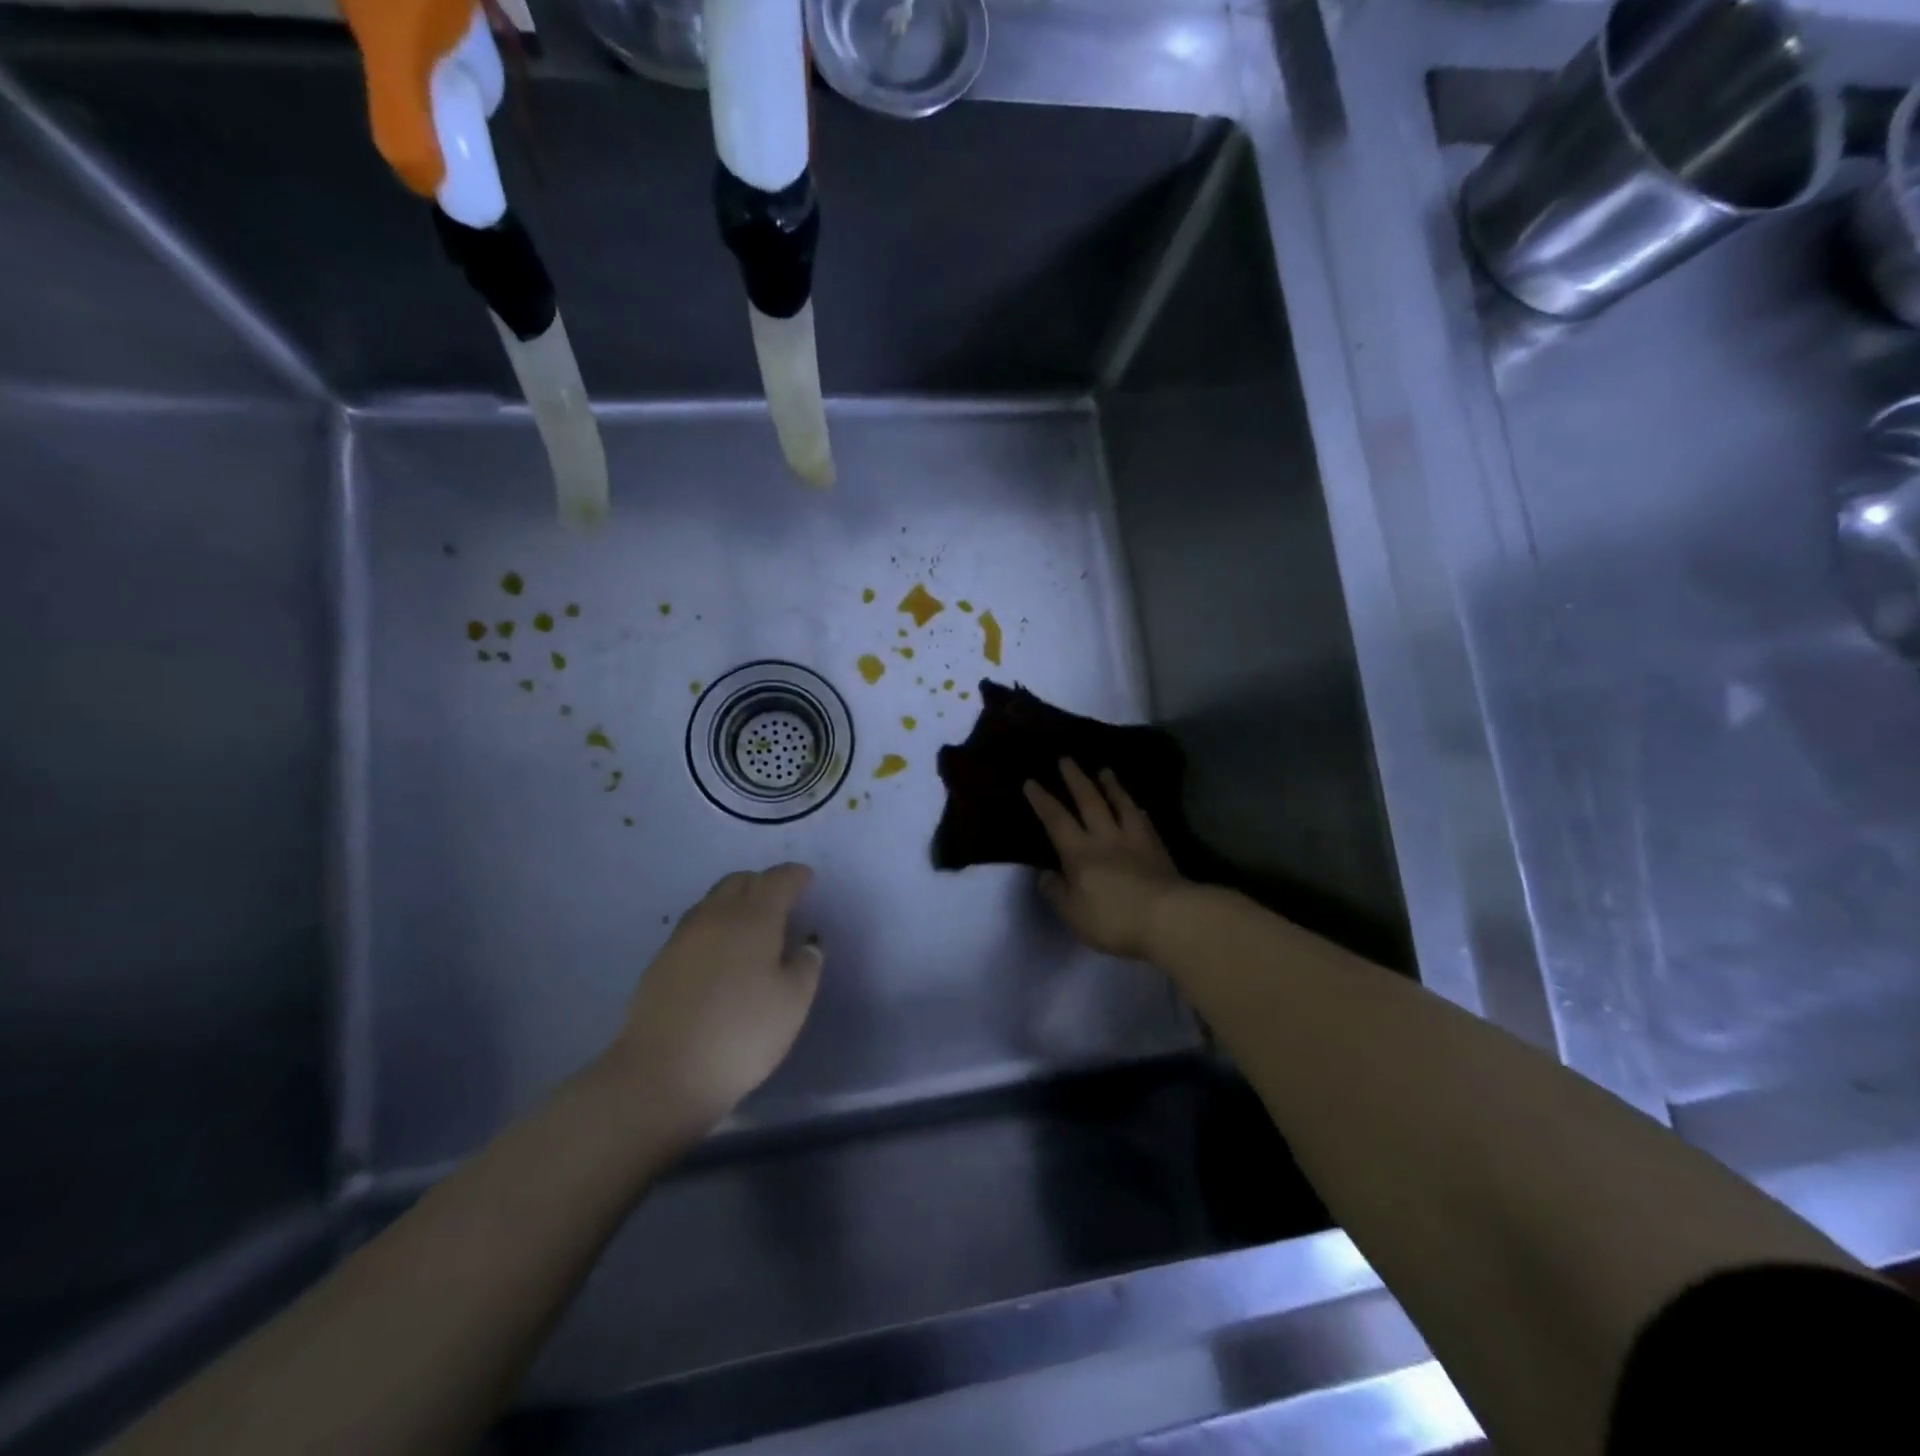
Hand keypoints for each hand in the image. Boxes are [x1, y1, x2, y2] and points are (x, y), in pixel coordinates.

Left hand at [609, 864, 823, 1134]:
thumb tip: (805, 947)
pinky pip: (696, 927)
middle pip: (740, 882)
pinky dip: (715, 927)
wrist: (661, 1074)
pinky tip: (721, 955)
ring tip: (751, 927)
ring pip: (713, 901)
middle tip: (781, 902)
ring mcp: (683, 938)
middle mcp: (716, 917)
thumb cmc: (741, 1034)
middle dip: (762, 884)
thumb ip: (805, 967)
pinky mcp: (660, 962)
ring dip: (736, 903)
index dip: (795, 876)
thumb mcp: (792, 1003)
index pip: (777, 880)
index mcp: (753, 918)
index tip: (807, 880)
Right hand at [1024, 760, 1186, 959]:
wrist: (1170, 917)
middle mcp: (1105, 838)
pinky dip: (1137, 810)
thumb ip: (1057, 892)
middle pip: (1089, 801)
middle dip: (1076, 779)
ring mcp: (1135, 840)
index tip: (1031, 781)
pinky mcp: (1158, 849)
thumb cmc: (1114, 918)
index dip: (1042, 800)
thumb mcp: (1073, 914)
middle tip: (1067, 759)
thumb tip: (1046, 874)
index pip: (1056, 820)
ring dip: (1111, 786)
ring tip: (1105, 770)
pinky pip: (1145, 822)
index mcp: (1079, 852)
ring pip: (1121, 805)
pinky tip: (1138, 807)